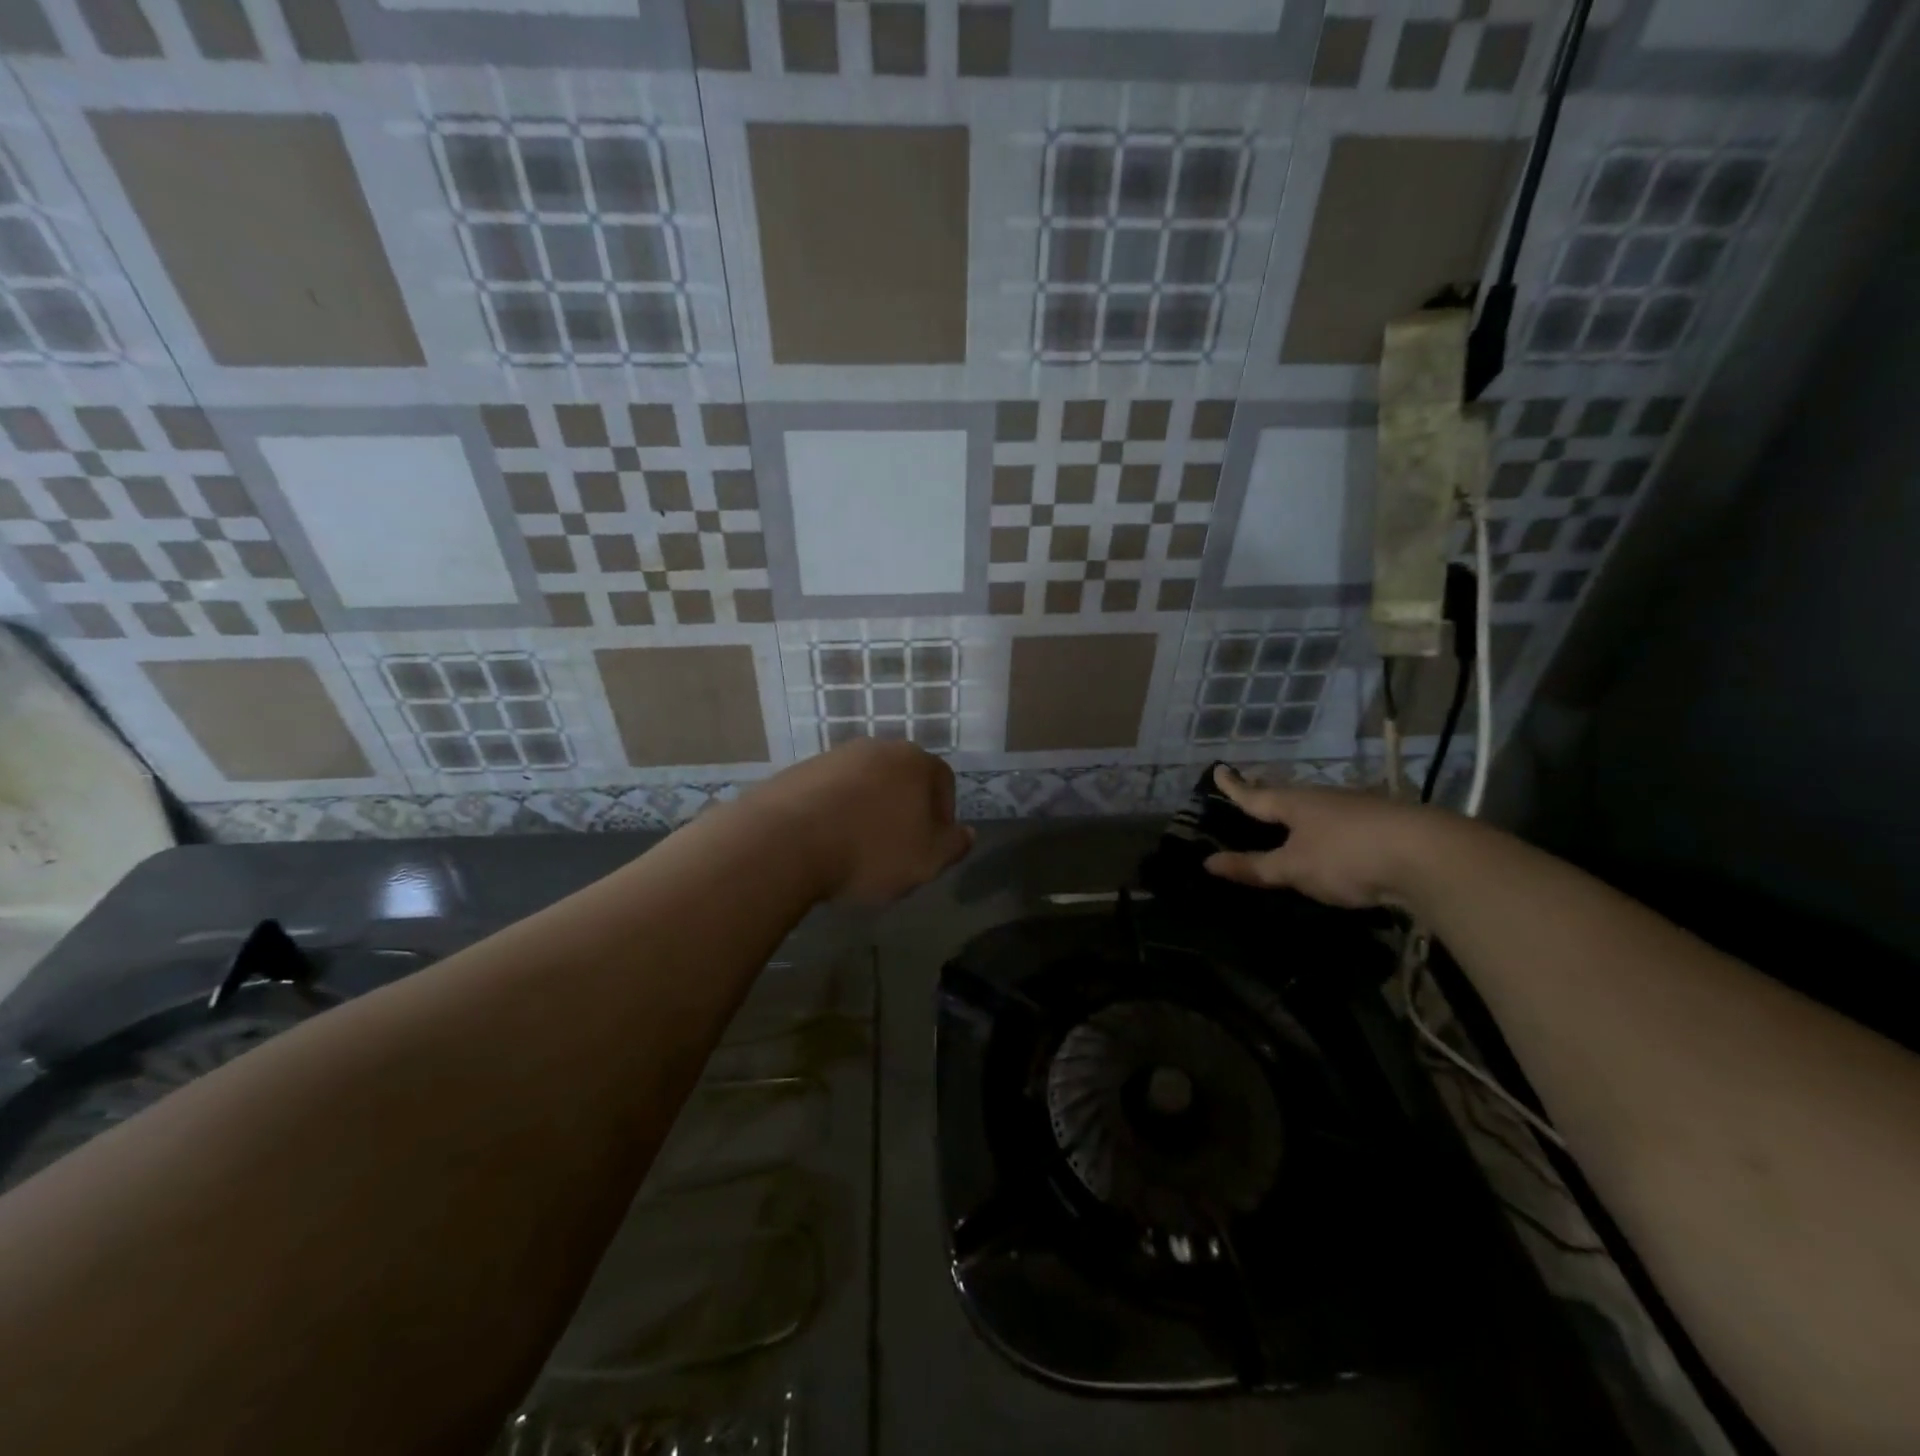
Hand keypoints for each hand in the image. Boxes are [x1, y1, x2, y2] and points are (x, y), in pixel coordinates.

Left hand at [745, 739, 974, 904]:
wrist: (785, 841)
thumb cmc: (870, 850)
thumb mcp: (927, 860)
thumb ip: (955, 845)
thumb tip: (968, 833)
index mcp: (914, 761)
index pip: (943, 781)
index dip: (942, 815)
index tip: (929, 847)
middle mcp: (876, 748)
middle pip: (901, 779)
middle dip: (903, 811)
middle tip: (895, 849)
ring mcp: (834, 756)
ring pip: (864, 784)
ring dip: (867, 811)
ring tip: (855, 849)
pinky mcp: (799, 771)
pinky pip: (830, 793)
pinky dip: (834, 813)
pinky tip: (825, 843)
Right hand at [1203, 766, 1437, 909]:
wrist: (1429, 855)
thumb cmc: (1347, 856)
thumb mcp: (1294, 868)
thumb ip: (1254, 867)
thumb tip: (1207, 862)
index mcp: (1295, 803)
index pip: (1254, 794)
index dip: (1234, 787)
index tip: (1217, 770)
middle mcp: (1323, 798)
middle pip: (1287, 796)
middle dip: (1268, 797)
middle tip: (1252, 796)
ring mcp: (1357, 808)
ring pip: (1318, 808)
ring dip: (1301, 814)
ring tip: (1290, 822)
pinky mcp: (1384, 824)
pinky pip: (1343, 823)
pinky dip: (1329, 830)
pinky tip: (1335, 841)